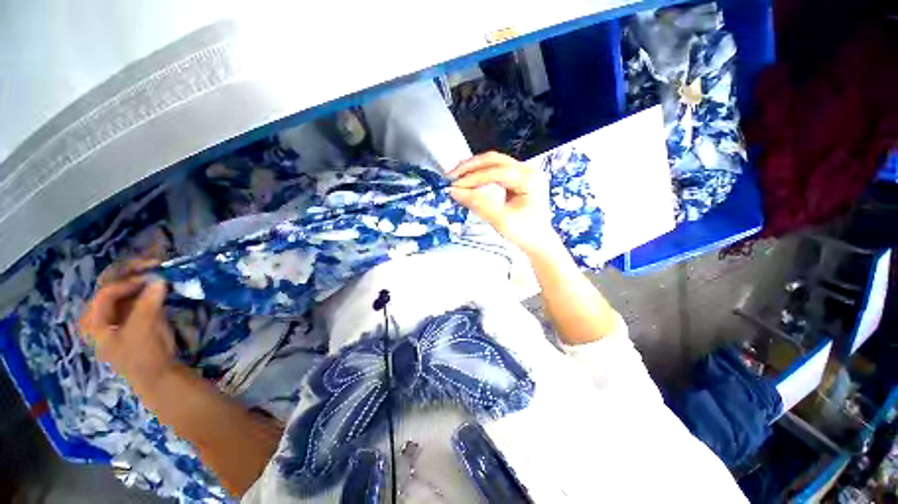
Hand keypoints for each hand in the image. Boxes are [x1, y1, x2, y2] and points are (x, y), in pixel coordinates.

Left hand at [79, 263, 175, 393]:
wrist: (159, 375)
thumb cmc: (143, 355)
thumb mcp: (143, 328)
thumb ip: (149, 302)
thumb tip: (160, 278)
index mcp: (93, 321)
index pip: (106, 292)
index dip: (128, 281)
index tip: (152, 274)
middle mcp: (102, 315)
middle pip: (113, 286)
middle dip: (132, 273)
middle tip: (153, 262)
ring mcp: (118, 316)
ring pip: (126, 290)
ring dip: (141, 278)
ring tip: (158, 267)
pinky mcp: (134, 318)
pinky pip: (137, 296)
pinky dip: (148, 287)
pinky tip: (159, 282)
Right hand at [450, 152, 557, 252]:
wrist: (538, 242)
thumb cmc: (525, 233)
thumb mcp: (501, 221)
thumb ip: (479, 205)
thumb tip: (455, 192)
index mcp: (529, 179)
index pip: (497, 171)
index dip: (473, 178)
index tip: (455, 186)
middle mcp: (527, 170)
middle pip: (494, 160)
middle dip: (470, 168)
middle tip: (451, 177)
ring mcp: (522, 173)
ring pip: (493, 163)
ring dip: (473, 169)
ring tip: (456, 178)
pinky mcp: (516, 179)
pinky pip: (494, 171)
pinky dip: (479, 175)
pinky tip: (468, 180)